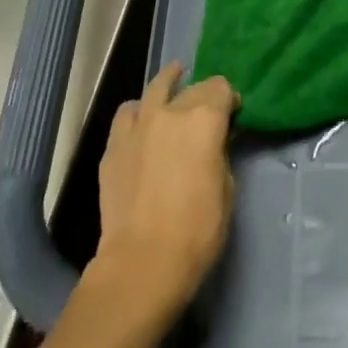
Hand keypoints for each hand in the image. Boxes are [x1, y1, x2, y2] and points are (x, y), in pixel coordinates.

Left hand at [91, 63, 237, 326]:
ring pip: (155, 87)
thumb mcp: (227, 188)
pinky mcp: (114, 145)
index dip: (230, 100)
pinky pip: (128, 114)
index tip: (233, 116)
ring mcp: (139, 125)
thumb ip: (220, 153)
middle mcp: (171, 111)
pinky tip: (142, 123)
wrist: (142, 262)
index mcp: (205, 118)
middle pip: (193, 87)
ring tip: (173, 85)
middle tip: (208, 113)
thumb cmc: (197, 230)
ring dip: (168, 85)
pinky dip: (138, 112)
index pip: (222, 88)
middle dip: (204, 95)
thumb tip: (214, 142)